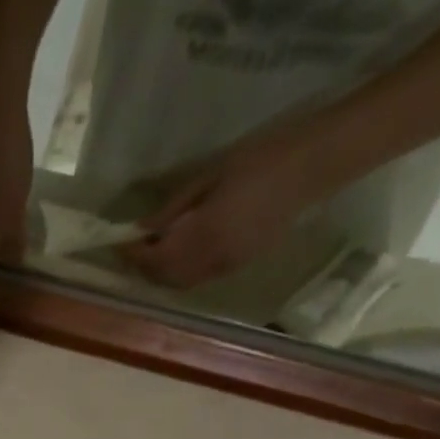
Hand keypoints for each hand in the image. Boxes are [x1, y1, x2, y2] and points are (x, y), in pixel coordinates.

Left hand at [121, 126, 333, 288]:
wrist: (320, 161)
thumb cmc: (265, 155)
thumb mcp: (211, 175)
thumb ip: (174, 208)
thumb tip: (143, 229)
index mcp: (204, 236)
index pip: (154, 259)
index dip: (133, 253)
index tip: (119, 240)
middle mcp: (212, 260)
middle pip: (163, 278)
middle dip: (143, 267)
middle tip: (133, 247)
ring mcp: (228, 266)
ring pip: (180, 283)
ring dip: (161, 272)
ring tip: (154, 249)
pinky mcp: (241, 264)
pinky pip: (199, 278)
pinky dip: (181, 272)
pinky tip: (179, 251)